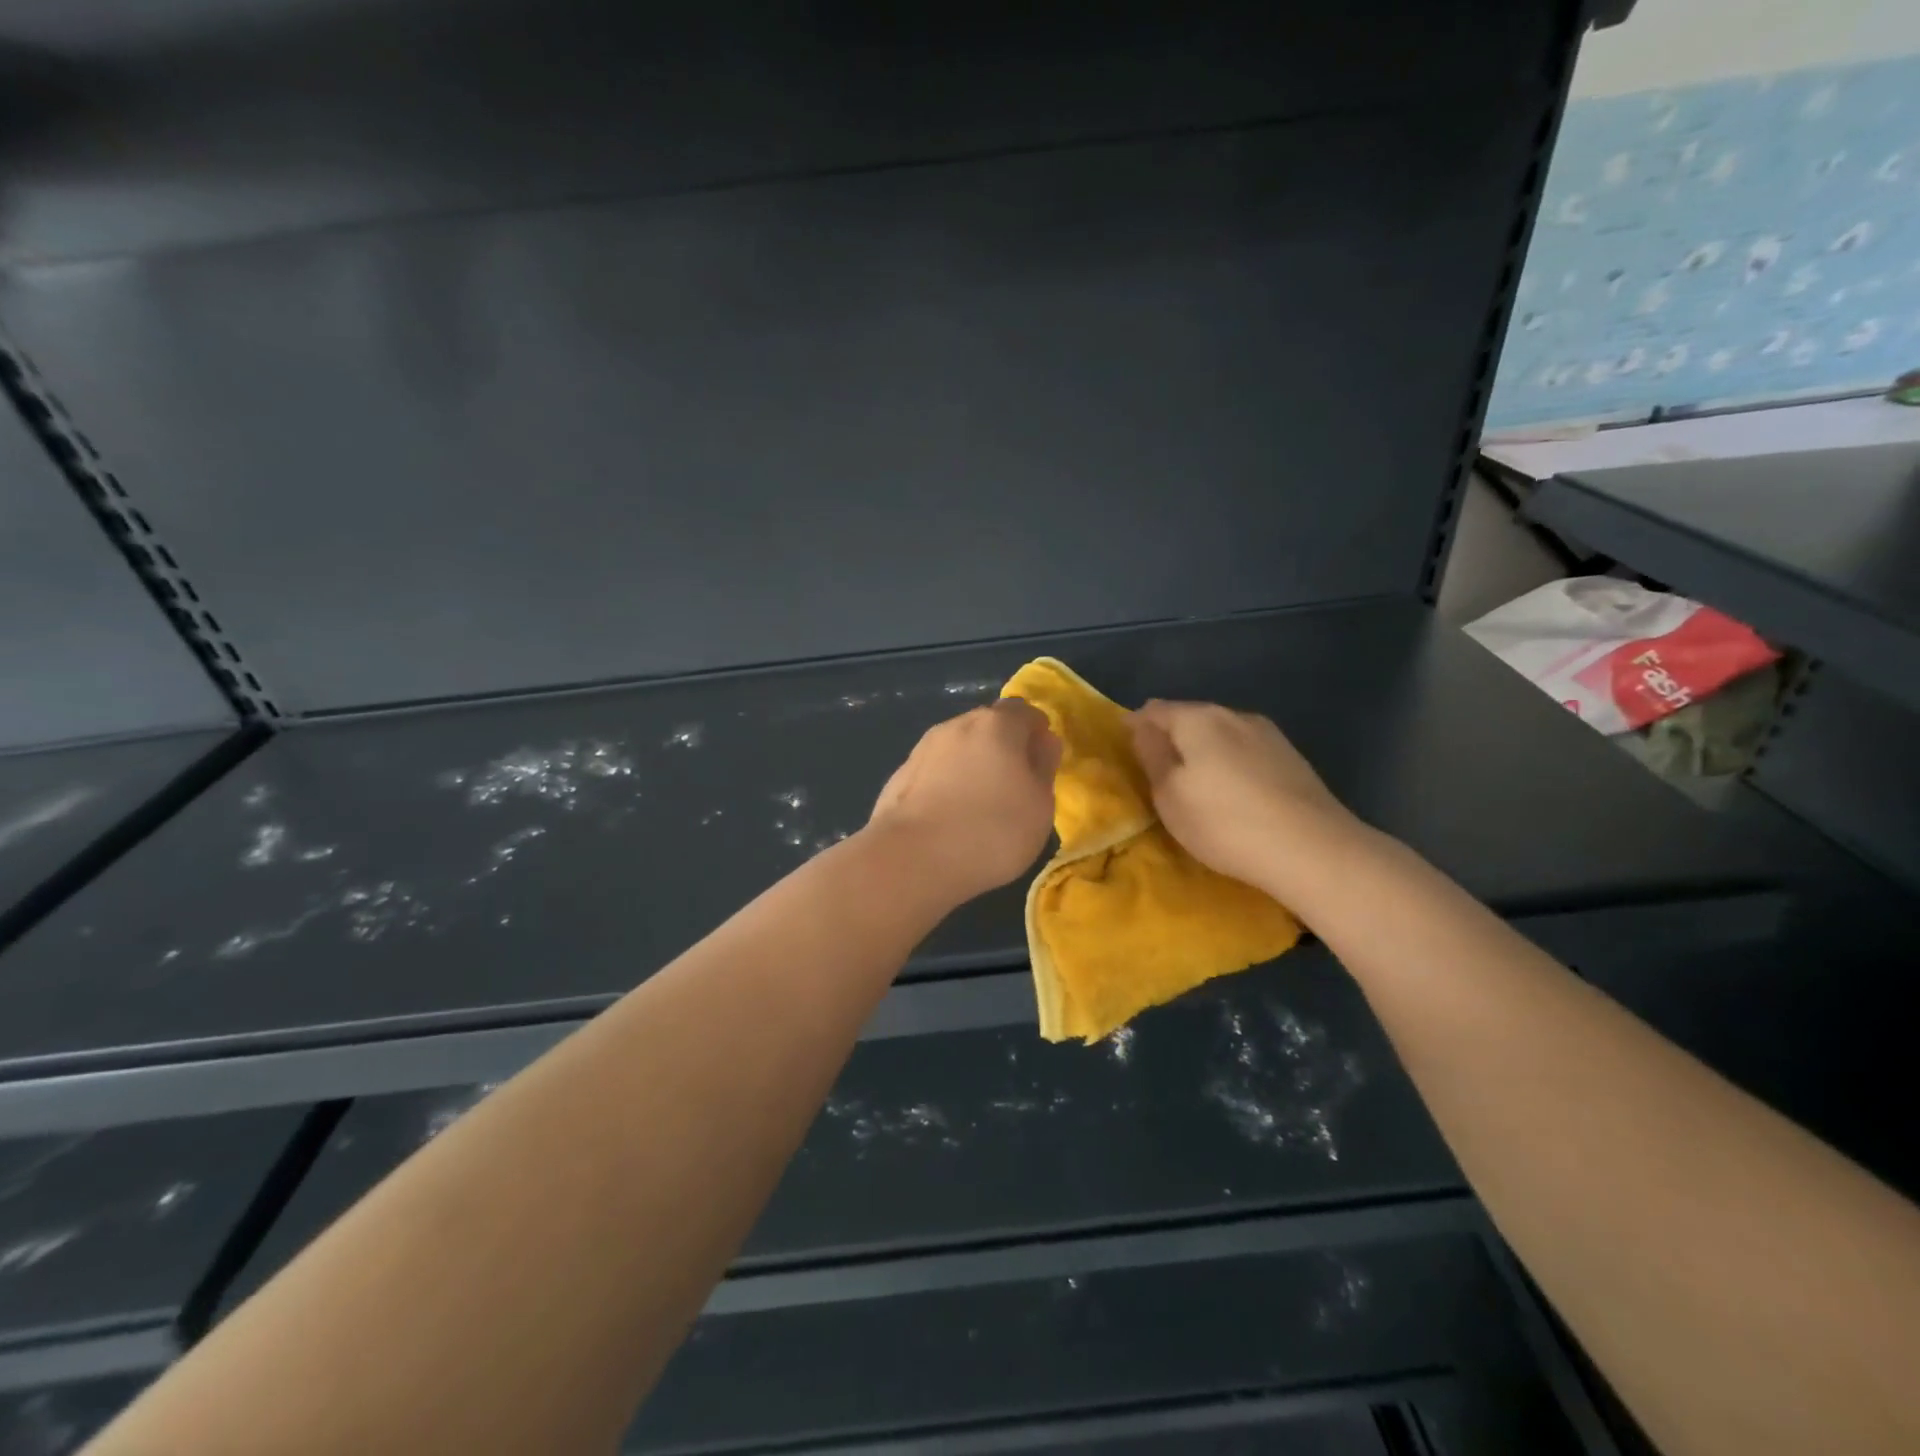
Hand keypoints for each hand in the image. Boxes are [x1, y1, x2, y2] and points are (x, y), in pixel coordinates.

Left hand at [867, 699, 1061, 904]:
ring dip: (972, 765)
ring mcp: (922, 749)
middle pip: (988, 726)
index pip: (1025, 711)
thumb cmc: (991, 831)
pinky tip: (949, 816)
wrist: (911, 860)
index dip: (1037, 731)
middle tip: (1015, 784)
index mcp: (996, 724)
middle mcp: (956, 726)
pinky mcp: (899, 776)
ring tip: (980, 803)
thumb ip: (1043, 767)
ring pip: (958, 748)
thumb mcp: (1039, 805)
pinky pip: (934, 772)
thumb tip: (1043, 742)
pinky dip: (946, 784)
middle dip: (1003, 746)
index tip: (1043, 760)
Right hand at [1129, 700, 1361, 901]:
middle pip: (1190, 718)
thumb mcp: (1170, 795)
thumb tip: (1142, 727)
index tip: (1124, 747)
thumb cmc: (1224, 822)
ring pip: (1221, 734)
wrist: (1313, 850)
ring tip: (1193, 780)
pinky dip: (1228, 763)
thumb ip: (1152, 756)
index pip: (1154, 711)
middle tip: (1156, 767)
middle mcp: (1234, 715)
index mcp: (1199, 719)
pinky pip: (1245, 752)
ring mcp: (1268, 735)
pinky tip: (1231, 789)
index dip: (1135, 726)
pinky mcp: (1292, 759)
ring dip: (1202, 750)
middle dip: (1171, 737)